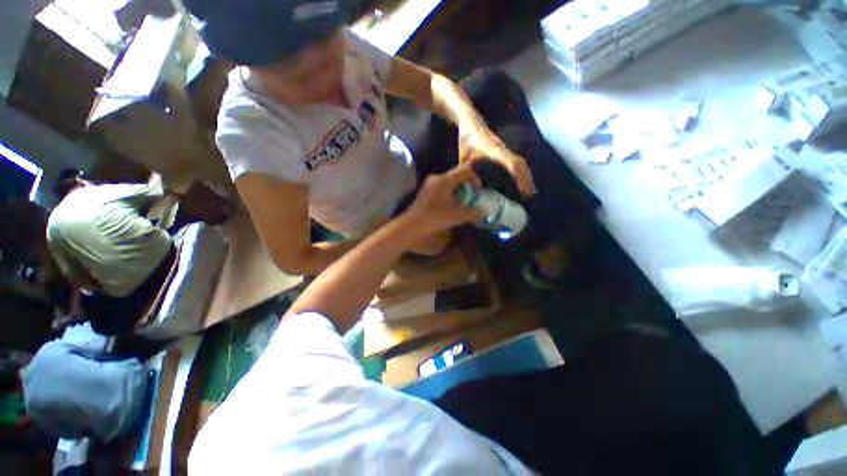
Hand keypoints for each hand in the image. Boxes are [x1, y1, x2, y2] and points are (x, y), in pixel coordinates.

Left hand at [403, 164, 483, 238]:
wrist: (411, 226)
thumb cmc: (434, 218)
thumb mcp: (456, 216)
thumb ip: (472, 213)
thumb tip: (484, 211)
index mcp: (445, 180)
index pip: (465, 170)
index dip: (476, 178)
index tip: (479, 190)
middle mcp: (437, 178)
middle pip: (457, 175)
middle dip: (467, 185)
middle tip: (472, 197)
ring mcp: (429, 184)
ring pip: (449, 182)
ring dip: (458, 190)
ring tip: (462, 203)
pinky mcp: (425, 191)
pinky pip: (442, 188)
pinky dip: (450, 194)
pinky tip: (450, 206)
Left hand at [459, 124, 535, 195]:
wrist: (470, 121)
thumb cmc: (466, 138)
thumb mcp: (464, 157)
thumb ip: (468, 171)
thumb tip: (477, 186)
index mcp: (493, 150)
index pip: (512, 163)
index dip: (519, 176)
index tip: (523, 189)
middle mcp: (502, 149)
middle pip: (520, 163)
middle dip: (526, 178)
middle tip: (529, 195)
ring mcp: (504, 148)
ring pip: (520, 161)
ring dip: (526, 174)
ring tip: (529, 190)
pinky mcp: (503, 149)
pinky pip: (515, 160)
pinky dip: (520, 170)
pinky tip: (521, 179)